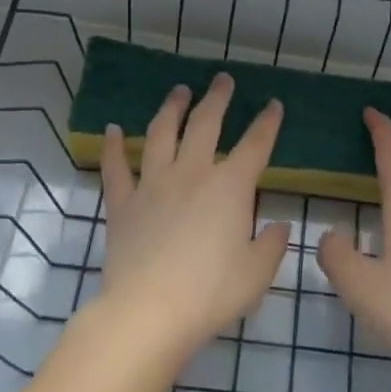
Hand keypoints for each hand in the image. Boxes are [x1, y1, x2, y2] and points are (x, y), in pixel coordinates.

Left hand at [97, 74, 291, 362]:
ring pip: (162, 133)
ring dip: (172, 108)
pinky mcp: (122, 203)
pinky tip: (113, 129)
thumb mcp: (257, 273)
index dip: (267, 122)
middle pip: (206, 124)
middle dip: (217, 98)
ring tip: (178, 91)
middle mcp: (192, 174)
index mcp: (230, 187)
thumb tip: (277, 226)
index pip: (256, 145)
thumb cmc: (211, 293)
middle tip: (222, 80)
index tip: (273, 104)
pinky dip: (113, 146)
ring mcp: (153, 184)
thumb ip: (271, 245)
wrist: (149, 311)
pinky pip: (116, 167)